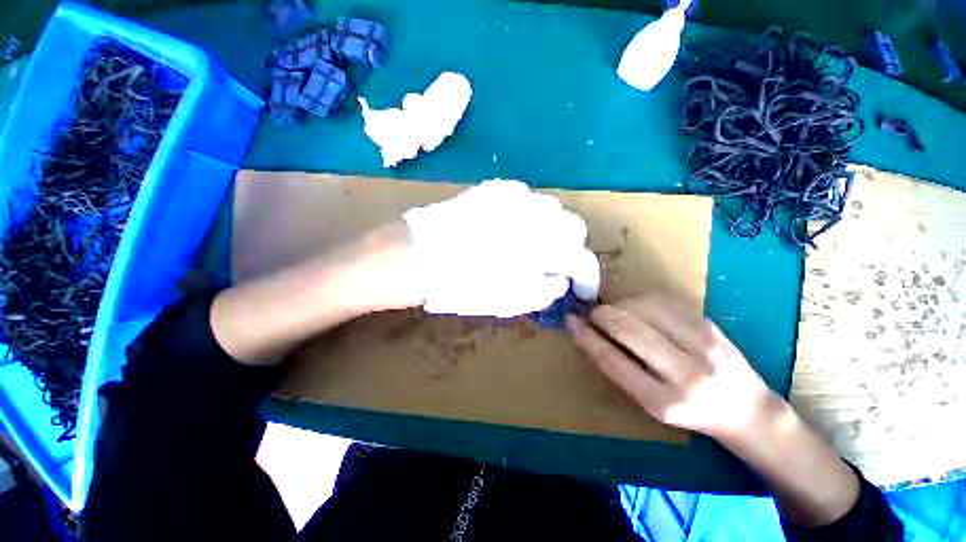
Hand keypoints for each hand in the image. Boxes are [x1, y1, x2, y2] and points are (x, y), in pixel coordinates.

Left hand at [403, 180, 599, 316]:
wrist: (411, 256)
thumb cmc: (458, 285)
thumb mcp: (508, 302)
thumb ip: (544, 290)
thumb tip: (560, 279)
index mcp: (539, 247)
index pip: (581, 258)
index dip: (586, 277)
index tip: (581, 288)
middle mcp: (533, 214)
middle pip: (572, 226)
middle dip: (569, 249)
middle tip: (554, 266)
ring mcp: (512, 196)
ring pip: (551, 208)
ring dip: (550, 229)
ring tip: (532, 247)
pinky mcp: (493, 189)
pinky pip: (525, 199)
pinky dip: (528, 215)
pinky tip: (512, 229)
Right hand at [569, 297, 862, 527]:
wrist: (747, 411)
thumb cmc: (690, 412)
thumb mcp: (650, 403)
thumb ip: (619, 369)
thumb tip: (591, 334)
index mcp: (663, 400)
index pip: (612, 359)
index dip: (586, 336)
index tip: (571, 320)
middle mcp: (686, 372)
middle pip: (627, 327)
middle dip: (601, 315)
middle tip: (591, 314)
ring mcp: (703, 344)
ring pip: (642, 308)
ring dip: (619, 305)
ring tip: (613, 312)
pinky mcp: (710, 324)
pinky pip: (662, 301)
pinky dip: (639, 300)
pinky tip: (635, 307)